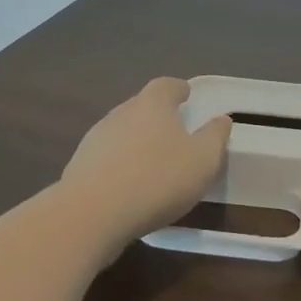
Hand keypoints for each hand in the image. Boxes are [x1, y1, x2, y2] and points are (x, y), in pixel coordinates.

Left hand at [63, 77, 231, 249]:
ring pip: (122, 132)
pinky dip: (119, 165)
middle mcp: (121, 113)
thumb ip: (215, 136)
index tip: (187, 96)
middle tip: (174, 132)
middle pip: (141, 106)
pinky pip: (106, 159)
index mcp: (152, 105)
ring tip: (152, 162)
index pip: (166, 85)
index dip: (178, 89)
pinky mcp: (78, 167)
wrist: (91, 215)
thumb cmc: (157, 179)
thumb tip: (221, 119)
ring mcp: (95, 139)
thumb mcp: (202, 160)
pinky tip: (128, 186)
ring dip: (137, 142)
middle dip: (157, 116)